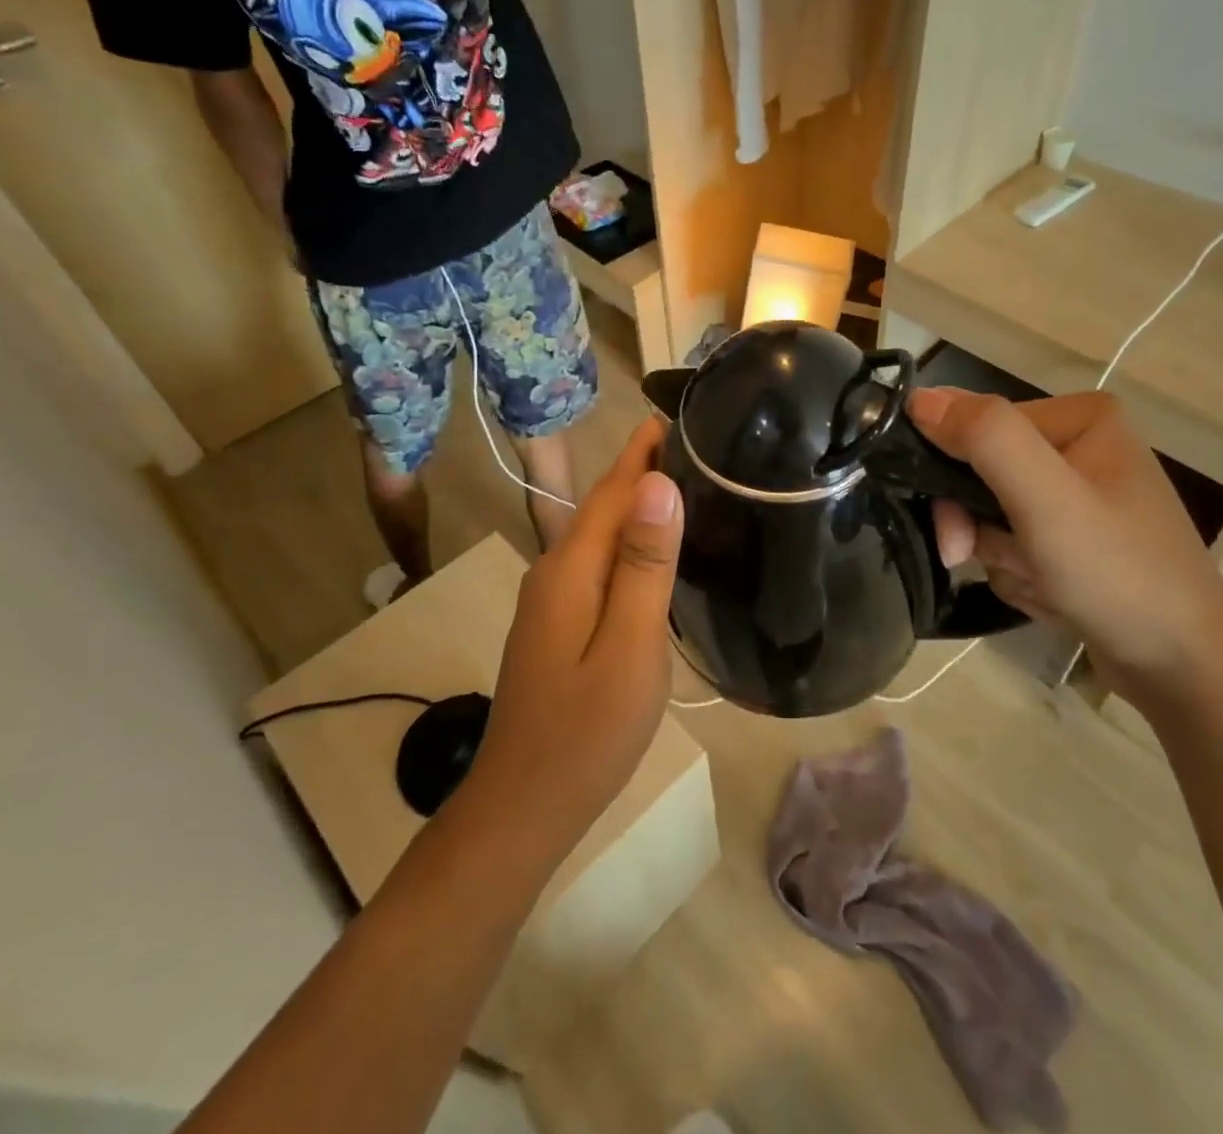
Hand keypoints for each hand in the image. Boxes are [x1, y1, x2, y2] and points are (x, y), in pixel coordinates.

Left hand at [462, 418, 683, 854]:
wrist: (522, 808)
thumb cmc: (586, 732)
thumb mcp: (629, 647)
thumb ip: (644, 565)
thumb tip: (658, 484)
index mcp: (571, 569)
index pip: (614, 490)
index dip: (644, 450)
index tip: (681, 413)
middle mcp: (554, 572)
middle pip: (604, 507)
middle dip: (644, 470)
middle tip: (700, 445)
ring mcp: (552, 601)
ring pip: (600, 536)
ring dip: (638, 505)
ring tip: (688, 485)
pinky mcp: (558, 625)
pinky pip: (598, 564)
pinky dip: (629, 542)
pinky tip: (655, 551)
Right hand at [907, 387, 1222, 709]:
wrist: (1188, 671)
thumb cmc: (1120, 575)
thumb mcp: (1047, 499)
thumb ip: (986, 438)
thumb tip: (918, 396)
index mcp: (1080, 419)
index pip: (978, 428)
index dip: (952, 478)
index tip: (955, 535)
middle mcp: (1079, 448)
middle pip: (982, 473)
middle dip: (978, 527)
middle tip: (972, 562)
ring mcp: (1078, 498)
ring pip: (992, 515)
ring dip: (1000, 558)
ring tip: (1040, 586)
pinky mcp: (1076, 540)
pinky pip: (1014, 546)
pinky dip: (1020, 575)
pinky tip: (1052, 598)